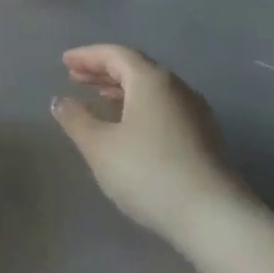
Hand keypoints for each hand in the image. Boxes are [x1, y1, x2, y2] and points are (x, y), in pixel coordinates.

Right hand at [50, 45, 247, 243]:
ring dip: (122, 89)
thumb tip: (60, 101)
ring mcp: (195, 113)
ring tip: (98, 98)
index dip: (87, 56)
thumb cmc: (148, 172)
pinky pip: (163, 107)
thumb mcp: (99, 146)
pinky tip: (127, 126)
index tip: (64, 62)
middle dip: (104, 70)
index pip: (116, 54)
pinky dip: (139, 106)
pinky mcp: (203, 138)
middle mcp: (177, 88)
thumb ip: (76, 119)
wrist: (213, 218)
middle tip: (76, 77)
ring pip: (152, 89)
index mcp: (151, 80)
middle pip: (136, 68)